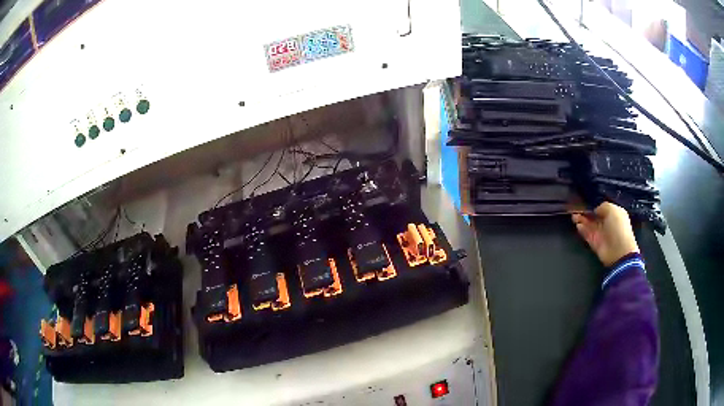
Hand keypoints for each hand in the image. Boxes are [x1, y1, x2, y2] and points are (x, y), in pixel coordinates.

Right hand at [572, 202, 638, 266]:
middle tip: (576, 209)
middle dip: (586, 212)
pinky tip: (577, 225)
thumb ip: (603, 206)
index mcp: (614, 214)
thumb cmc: (618, 227)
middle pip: (594, 216)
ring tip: (573, 216)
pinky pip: (587, 234)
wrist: (619, 251)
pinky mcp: (594, 242)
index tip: (585, 202)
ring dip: (581, 220)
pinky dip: (582, 230)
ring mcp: (600, 233)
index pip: (602, 208)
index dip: (594, 205)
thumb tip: (595, 210)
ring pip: (589, 224)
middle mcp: (607, 223)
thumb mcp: (613, 210)